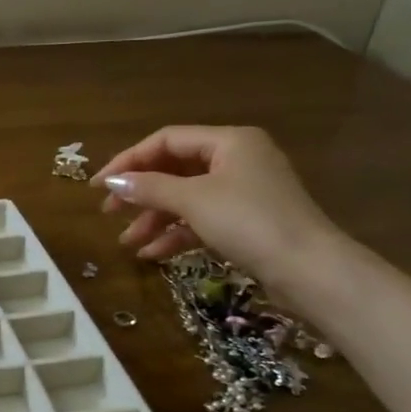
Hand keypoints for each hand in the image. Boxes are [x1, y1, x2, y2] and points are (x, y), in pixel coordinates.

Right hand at [93, 126, 347, 289]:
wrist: (310, 271)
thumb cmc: (250, 222)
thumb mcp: (193, 200)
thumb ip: (149, 188)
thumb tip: (112, 183)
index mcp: (229, 141)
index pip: (166, 140)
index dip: (128, 160)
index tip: (100, 185)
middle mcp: (237, 159)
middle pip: (174, 169)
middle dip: (140, 193)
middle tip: (109, 212)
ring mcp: (244, 192)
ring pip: (186, 198)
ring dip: (155, 219)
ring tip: (127, 242)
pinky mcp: (247, 222)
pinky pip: (202, 220)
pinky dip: (177, 234)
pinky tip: (152, 254)